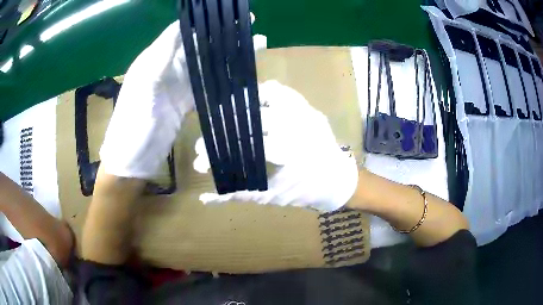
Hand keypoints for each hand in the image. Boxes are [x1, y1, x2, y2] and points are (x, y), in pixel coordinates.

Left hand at [99, 20, 266, 178]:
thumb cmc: (132, 122)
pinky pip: (208, 86)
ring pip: (207, 65)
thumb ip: (162, 55)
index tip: (229, 13)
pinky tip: (242, 74)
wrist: (133, 159)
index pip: (182, 31)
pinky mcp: (187, 102)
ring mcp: (179, 85)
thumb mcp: (144, 85)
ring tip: (256, 45)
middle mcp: (168, 66)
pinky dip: (224, 80)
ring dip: (229, 56)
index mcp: (155, 58)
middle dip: (224, 35)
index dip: (205, 21)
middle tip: (251, 25)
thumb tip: (181, 25)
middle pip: (200, 45)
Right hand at [197, 81, 359, 211]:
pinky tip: (253, 104)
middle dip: (224, 129)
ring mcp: (306, 114)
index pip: (242, 146)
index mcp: (289, 153)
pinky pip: (284, 92)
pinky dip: (266, 93)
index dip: (217, 153)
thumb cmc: (305, 192)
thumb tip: (204, 198)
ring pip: (269, 94)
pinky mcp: (310, 108)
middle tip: (209, 138)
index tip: (200, 157)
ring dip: (243, 104)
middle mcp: (298, 127)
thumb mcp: (270, 196)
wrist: (338, 181)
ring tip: (228, 116)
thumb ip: (237, 195)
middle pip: (250, 119)